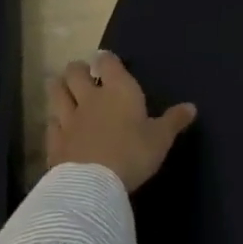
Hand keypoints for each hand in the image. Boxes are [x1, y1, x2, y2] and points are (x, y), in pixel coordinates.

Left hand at [44, 51, 197, 192]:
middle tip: (82, 74)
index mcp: (119, 90)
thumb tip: (192, 107)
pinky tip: (57, 124)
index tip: (105, 60)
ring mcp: (68, 119)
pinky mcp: (54, 141)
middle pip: (74, 73)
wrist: (93, 184)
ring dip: (59, 87)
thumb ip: (174, 121)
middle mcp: (90, 98)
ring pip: (56, 93)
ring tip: (64, 89)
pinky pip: (50, 122)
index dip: (105, 59)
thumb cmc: (133, 153)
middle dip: (77, 69)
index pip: (107, 63)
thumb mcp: (161, 139)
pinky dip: (53, 119)